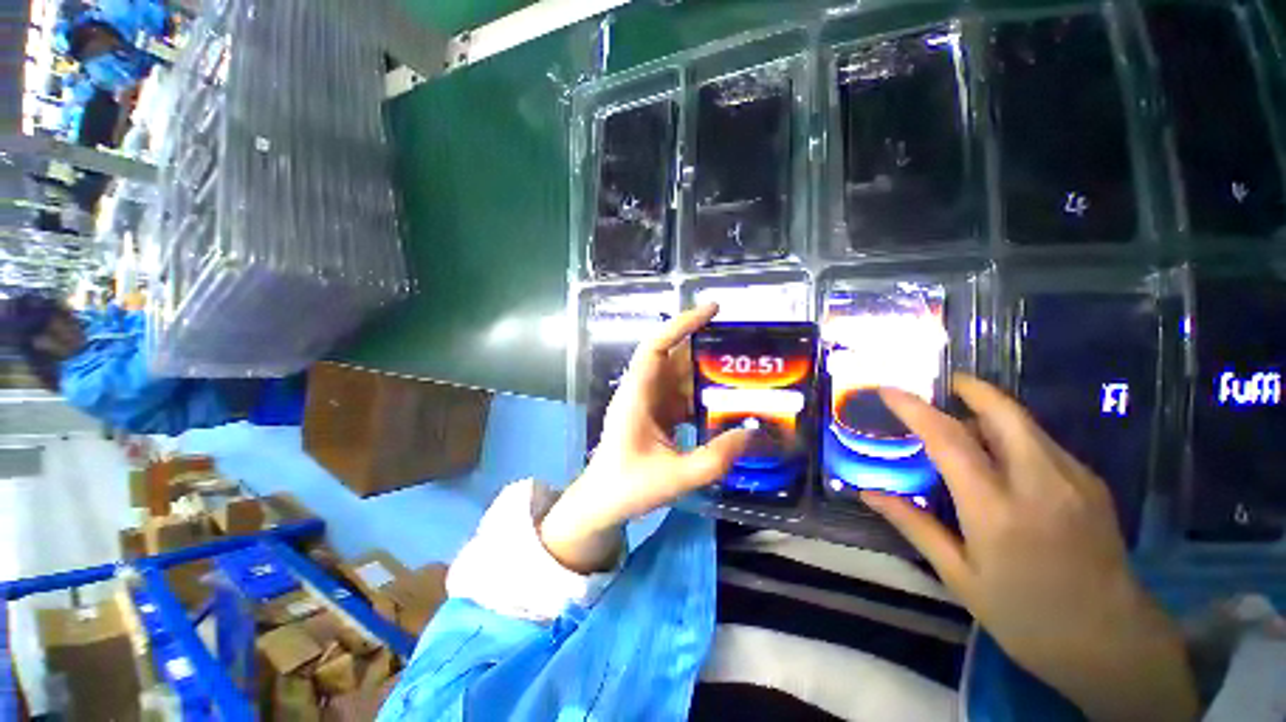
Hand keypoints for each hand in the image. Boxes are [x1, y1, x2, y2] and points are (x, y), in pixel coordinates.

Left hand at [540, 304, 751, 572]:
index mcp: (636, 396)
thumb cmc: (627, 488)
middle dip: (705, 347)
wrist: (602, 503)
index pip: (655, 347)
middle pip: (673, 357)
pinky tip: (727, 402)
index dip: (681, 324)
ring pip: (680, 376)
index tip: (713, 310)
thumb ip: (715, 459)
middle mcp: (642, 391)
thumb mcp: (675, 478)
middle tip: (743, 344)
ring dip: (707, 372)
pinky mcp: (657, 414)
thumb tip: (752, 433)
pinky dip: (704, 395)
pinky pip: (683, 395)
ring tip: (743, 371)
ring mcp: (650, 402)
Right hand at [865, 376, 1196, 721]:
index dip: (915, 409)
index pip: (949, 440)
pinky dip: (1013, 436)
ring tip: (961, 427)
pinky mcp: (1091, 483)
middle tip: (940, 385)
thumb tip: (869, 493)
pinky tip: (1000, 460)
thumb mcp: (959, 576)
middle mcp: (1039, 483)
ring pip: (1024, 424)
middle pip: (1003, 413)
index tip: (889, 390)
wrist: (1112, 642)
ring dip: (989, 414)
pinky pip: (1042, 443)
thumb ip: (914, 525)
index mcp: (997, 510)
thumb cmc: (1025, 616)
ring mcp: (1074, 479)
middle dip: (970, 389)